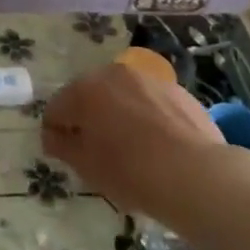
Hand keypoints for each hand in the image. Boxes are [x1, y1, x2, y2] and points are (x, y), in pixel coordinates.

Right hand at [42, 63, 226, 220]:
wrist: (197, 175)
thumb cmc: (131, 172)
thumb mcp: (87, 166)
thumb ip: (62, 146)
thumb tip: (52, 135)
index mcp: (85, 90)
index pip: (56, 108)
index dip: (56, 132)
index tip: (64, 154)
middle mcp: (113, 74)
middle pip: (89, 95)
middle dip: (87, 117)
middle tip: (96, 150)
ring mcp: (147, 78)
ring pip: (121, 94)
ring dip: (118, 113)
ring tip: (130, 146)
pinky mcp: (177, 90)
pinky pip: (150, 101)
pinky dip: (146, 116)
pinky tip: (157, 144)